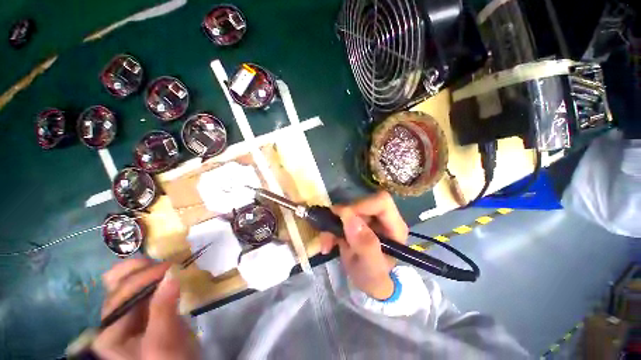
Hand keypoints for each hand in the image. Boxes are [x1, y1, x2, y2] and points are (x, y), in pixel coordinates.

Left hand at [92, 259, 198, 359]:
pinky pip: (144, 287)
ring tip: (167, 266)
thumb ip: (163, 308)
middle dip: (141, 270)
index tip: (172, 266)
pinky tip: (167, 273)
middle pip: (118, 285)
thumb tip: (172, 273)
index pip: (121, 295)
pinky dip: (154, 276)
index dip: (144, 278)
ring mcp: (126, 314)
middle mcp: (112, 319)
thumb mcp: (163, 342)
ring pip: (128, 282)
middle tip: (167, 264)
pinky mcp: (142, 310)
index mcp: (110, 331)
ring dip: (147, 270)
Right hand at [318, 191, 408, 299]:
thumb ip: (365, 245)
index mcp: (394, 227)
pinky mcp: (357, 221)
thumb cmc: (375, 280)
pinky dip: (330, 227)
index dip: (361, 205)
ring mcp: (368, 218)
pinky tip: (328, 243)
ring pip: (347, 209)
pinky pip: (340, 217)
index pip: (381, 202)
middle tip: (329, 234)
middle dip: (342, 217)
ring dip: (333, 224)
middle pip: (360, 203)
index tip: (342, 217)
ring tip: (327, 243)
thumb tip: (349, 217)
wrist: (368, 283)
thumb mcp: (371, 269)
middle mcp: (382, 218)